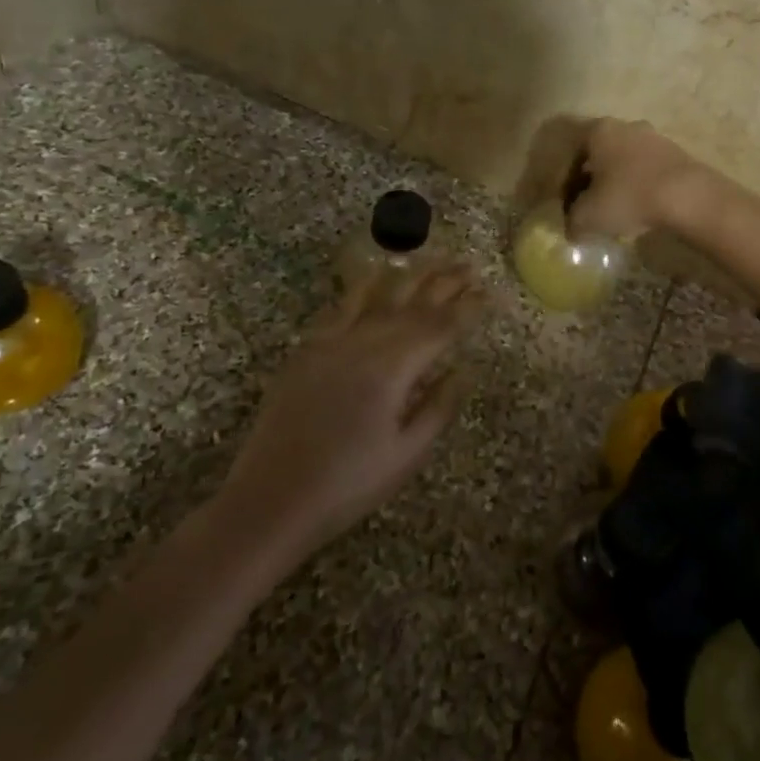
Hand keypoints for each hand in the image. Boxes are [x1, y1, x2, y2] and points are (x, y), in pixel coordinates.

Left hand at [227, 261, 485, 556]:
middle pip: (411, 303)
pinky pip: (340, 308)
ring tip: (431, 260)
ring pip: (377, 296)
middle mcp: (363, 343)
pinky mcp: (306, 350)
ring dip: (408, 275)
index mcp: (392, 369)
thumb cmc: (349, 484)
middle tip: (468, 266)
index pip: (440, 327)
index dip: (468, 308)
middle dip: (443, 282)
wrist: (270, 500)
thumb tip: (465, 369)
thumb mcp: (408, 454)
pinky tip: (374, 276)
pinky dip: (362, 288)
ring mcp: (330, 343)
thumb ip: (440, 406)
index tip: (489, 292)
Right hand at [568, 119, 716, 239]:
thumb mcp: (588, 216)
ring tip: (616, 212)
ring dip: (616, 184)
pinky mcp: (677, 153)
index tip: (567, 207)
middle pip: (598, 155)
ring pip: (624, 162)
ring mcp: (654, 137)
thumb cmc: (628, 197)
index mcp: (598, 131)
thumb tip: (572, 229)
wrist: (688, 196)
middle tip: (589, 209)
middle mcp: (625, 126)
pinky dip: (639, 187)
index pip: (571, 154)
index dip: (564, 182)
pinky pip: (647, 170)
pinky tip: (641, 209)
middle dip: (590, 182)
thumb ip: (572, 221)